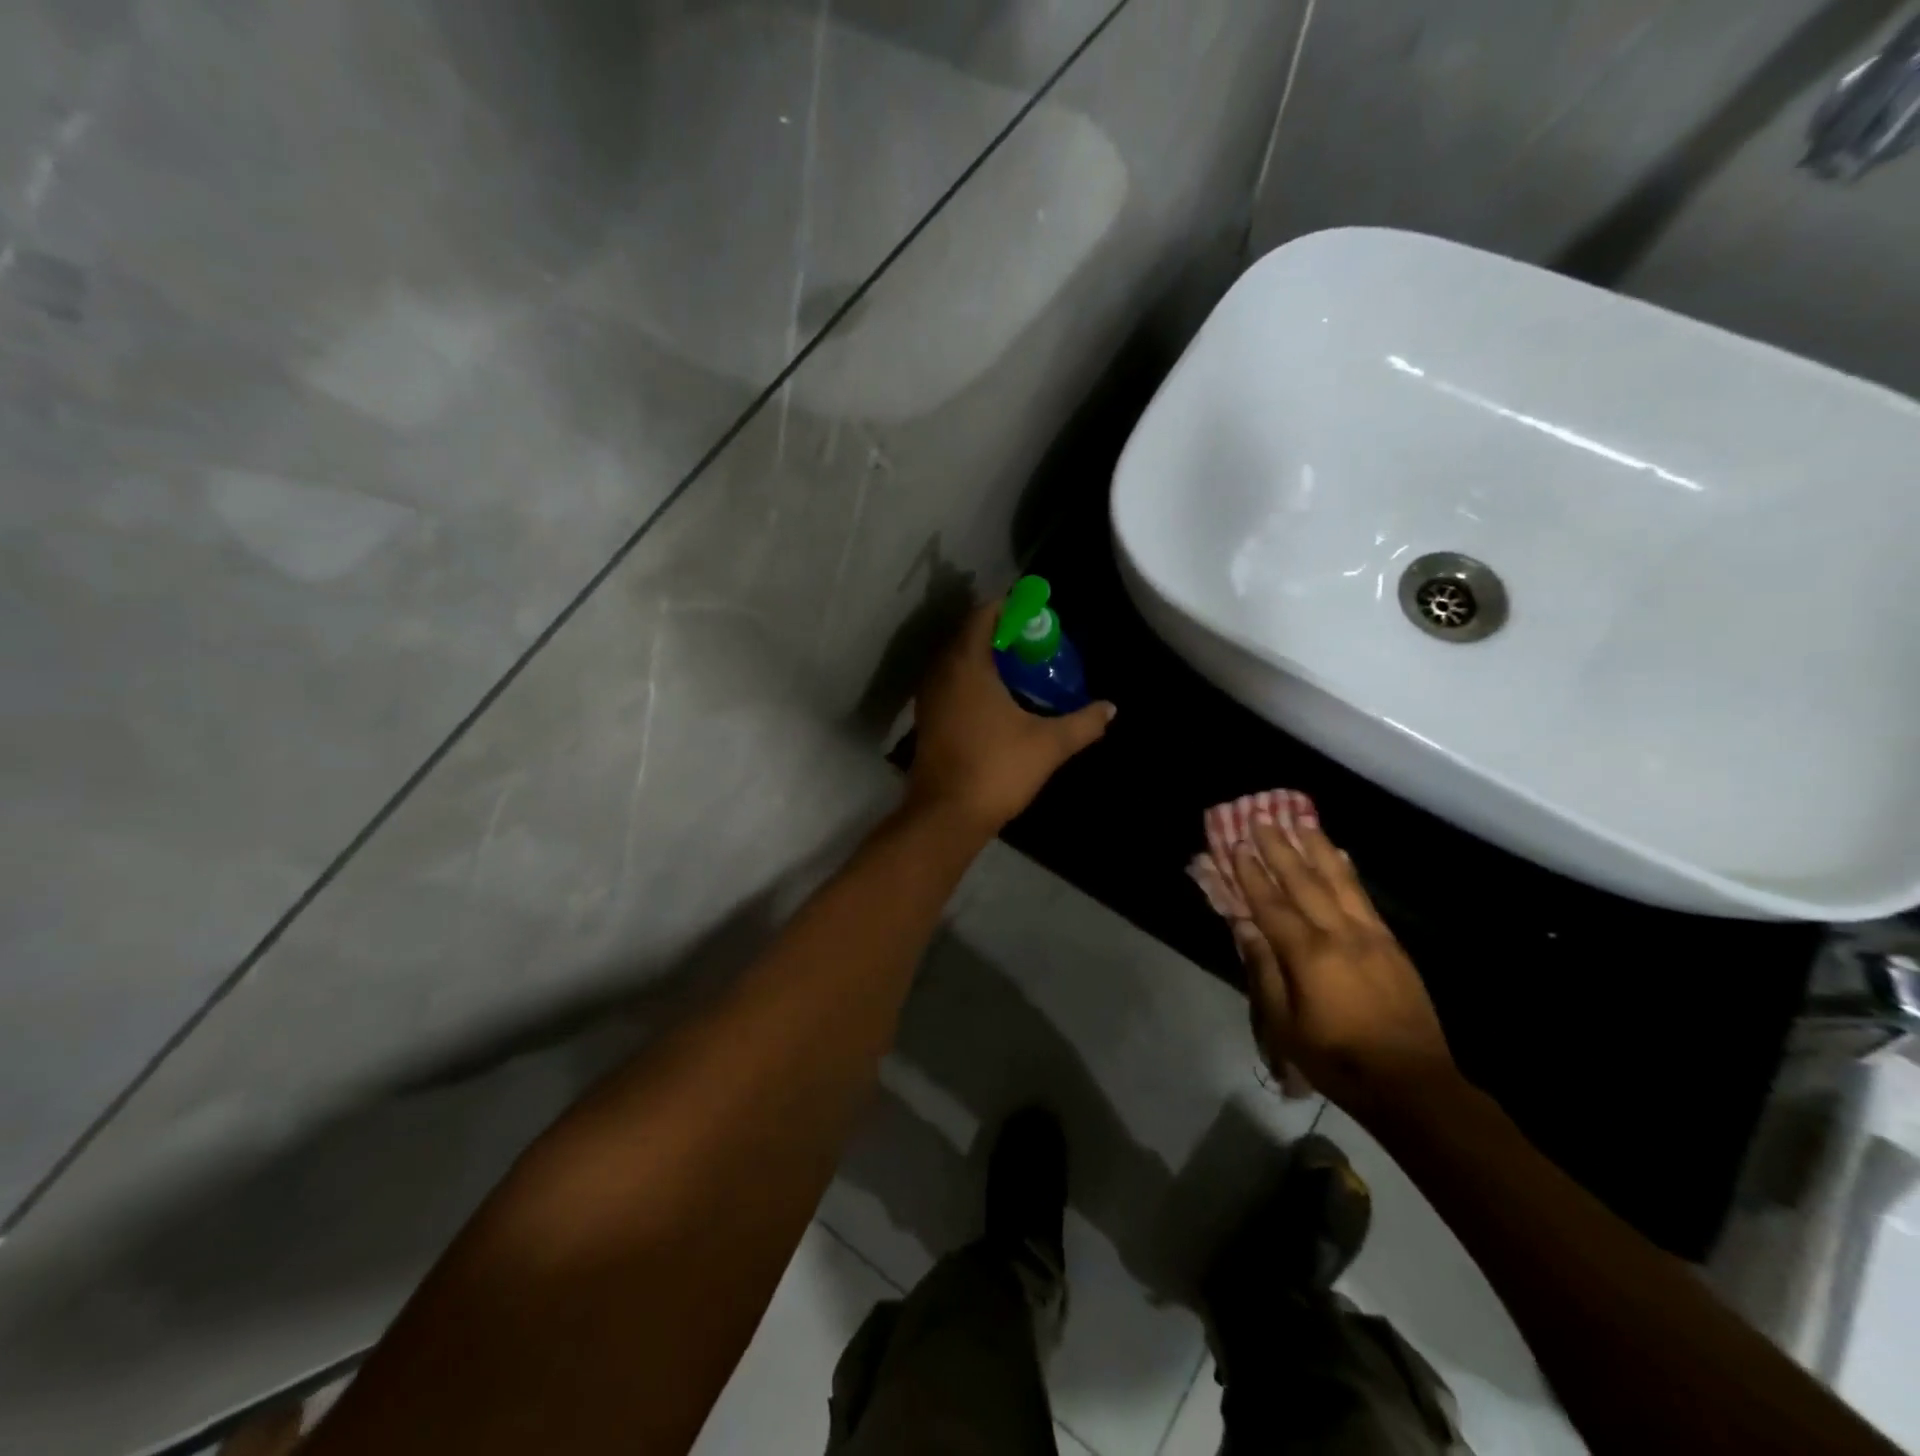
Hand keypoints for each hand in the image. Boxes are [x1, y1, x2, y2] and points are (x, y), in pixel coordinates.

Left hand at [907, 600, 1115, 835]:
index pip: (983, 615)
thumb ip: (1083, 723)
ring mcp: (929, 697)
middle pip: (969, 635)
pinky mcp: (926, 720)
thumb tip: (1111, 709)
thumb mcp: (1048, 745)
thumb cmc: (997, 770)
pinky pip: (950, 683)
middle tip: (1035, 645)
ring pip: (957, 661)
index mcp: (966, 665)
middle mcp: (940, 673)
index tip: (1038, 617)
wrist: (946, 816)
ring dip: (985, 658)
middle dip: (1001, 634)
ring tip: (1020, 671)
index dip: (1010, 608)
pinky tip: (997, 700)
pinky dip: (972, 681)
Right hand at [1228, 796, 1458, 1117]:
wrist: (1413, 1084)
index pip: (1271, 904)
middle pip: (1304, 882)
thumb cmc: (1338, 1060)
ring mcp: (1370, 936)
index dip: (1251, 874)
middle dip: (1280, 848)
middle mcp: (1340, 934)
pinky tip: (1340, 855)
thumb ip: (1264, 971)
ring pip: (1338, 880)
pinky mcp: (1391, 945)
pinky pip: (1364, 896)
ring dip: (1316, 848)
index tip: (1236, 845)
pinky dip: (1347, 871)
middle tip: (1261, 818)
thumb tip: (1245, 927)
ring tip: (1301, 821)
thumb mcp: (1285, 1026)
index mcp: (1308, 955)